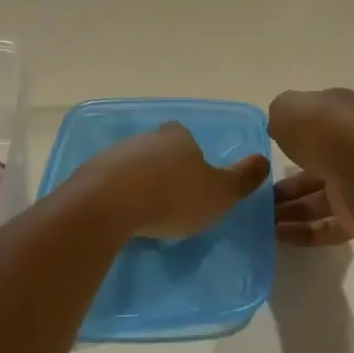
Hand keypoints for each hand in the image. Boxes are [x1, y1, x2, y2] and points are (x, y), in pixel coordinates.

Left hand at [78, 122, 269, 239]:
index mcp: (178, 138)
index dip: (191, 154)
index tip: (194, 176)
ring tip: (146, 211)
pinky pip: (108, 183)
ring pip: (131, 165)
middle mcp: (145, 138)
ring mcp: (114, 154)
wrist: (108, 205)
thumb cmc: (173, 197)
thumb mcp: (220, 193)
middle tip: (172, 197)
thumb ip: (243, 179)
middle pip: (157, 149)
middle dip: (164, 168)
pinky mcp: (89, 175)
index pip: (186, 137)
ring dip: (138, 182)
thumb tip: (264, 160)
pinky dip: (117, 195)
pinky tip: (122, 216)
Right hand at [269, 89, 353, 246]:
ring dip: (290, 211)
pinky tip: (278, 237)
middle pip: (316, 166)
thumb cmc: (324, 129)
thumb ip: (281, 116)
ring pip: (320, 199)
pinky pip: (329, 226)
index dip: (293, 137)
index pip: (317, 124)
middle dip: (287, 184)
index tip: (267, 154)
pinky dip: (304, 233)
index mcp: (343, 113)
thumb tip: (280, 127)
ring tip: (262, 221)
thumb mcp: (288, 108)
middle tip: (259, 197)